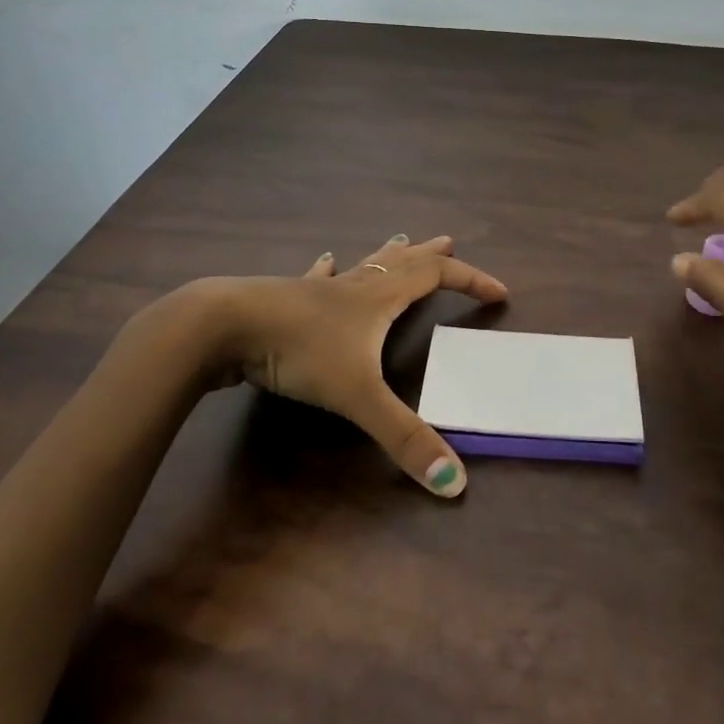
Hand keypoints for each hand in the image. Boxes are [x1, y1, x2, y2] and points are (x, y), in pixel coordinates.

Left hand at [196, 234, 507, 497]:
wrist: (224, 326)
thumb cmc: (299, 350)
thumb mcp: (358, 396)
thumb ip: (404, 438)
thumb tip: (454, 482)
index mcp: (380, 297)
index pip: (438, 276)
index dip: (472, 280)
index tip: (499, 292)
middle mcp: (355, 285)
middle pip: (403, 260)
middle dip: (431, 254)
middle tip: (449, 242)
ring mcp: (319, 289)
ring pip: (363, 263)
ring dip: (388, 254)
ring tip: (401, 241)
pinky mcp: (288, 298)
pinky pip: (318, 276)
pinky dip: (330, 269)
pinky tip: (325, 260)